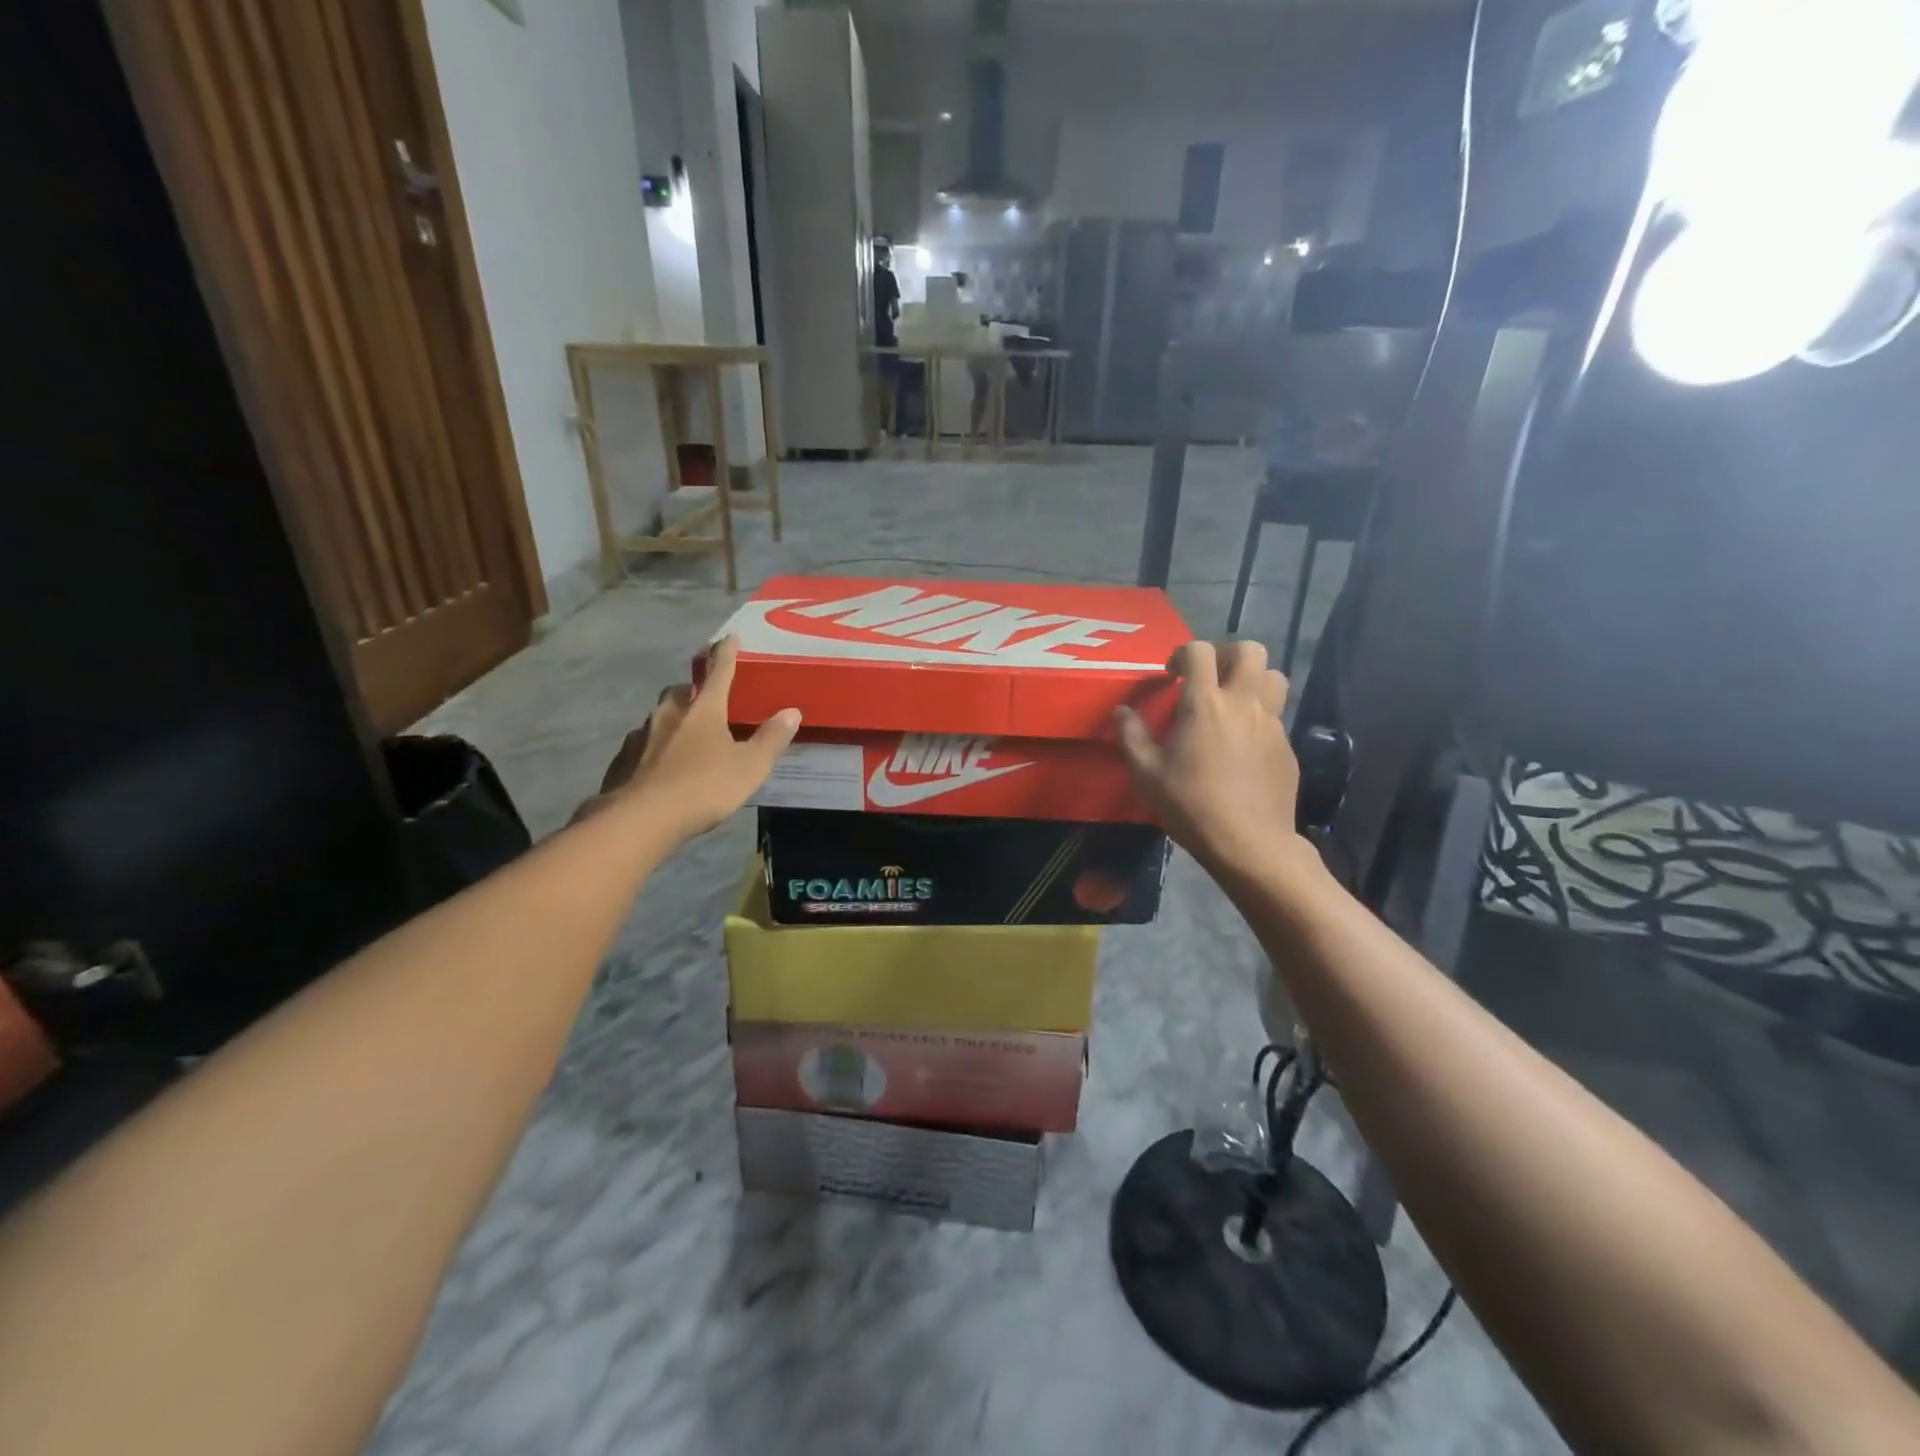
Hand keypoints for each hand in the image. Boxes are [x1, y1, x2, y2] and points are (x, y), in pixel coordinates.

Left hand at [575, 636, 799, 840]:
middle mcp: (669, 714)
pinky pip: (642, 745)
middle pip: (682, 691)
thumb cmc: (703, 787)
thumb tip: (792, 712)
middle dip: (694, 690)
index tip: (728, 637)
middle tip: (705, 699)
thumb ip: (771, 739)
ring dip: (673, 720)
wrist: (639, 819)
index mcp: (703, 710)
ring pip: (659, 718)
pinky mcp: (622, 760)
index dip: (726, 653)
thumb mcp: (750, 767)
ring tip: (684, 738)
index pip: (719, 672)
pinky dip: (654, 748)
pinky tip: (660, 767)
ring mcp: (641, 736)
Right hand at [1115, 640, 1304, 876]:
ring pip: (1274, 677)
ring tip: (1233, 702)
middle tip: (1209, 678)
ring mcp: (1271, 723)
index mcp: (1205, 704)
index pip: (1199, 651)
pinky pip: (1277, 714)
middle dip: (1227, 655)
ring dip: (1253, 679)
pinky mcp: (1287, 746)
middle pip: (1250, 650)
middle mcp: (1243, 703)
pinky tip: (1243, 744)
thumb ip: (1131, 736)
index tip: (1172, 674)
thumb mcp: (1146, 774)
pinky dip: (1260, 716)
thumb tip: (1121, 711)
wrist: (1248, 842)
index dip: (1183, 654)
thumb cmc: (1190, 805)